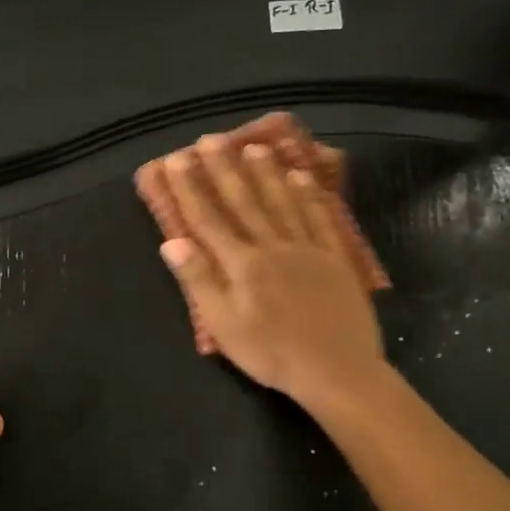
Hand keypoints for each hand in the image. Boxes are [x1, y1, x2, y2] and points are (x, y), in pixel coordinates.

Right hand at [155, 135, 386, 413]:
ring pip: (283, 201)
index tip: (176, 160)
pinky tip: (302, 177)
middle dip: (225, 169)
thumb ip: (199, 281)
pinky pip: (320, 218)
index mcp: (242, 264)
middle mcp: (273, 246)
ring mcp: (308, 249)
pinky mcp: (335, 258)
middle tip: (212, 139)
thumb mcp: (224, 325)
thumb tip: (172, 242)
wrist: (337, 371)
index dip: (191, 188)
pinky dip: (310, 195)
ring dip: (267, 173)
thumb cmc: (271, 353)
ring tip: (255, 146)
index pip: (209, 218)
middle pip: (245, 201)